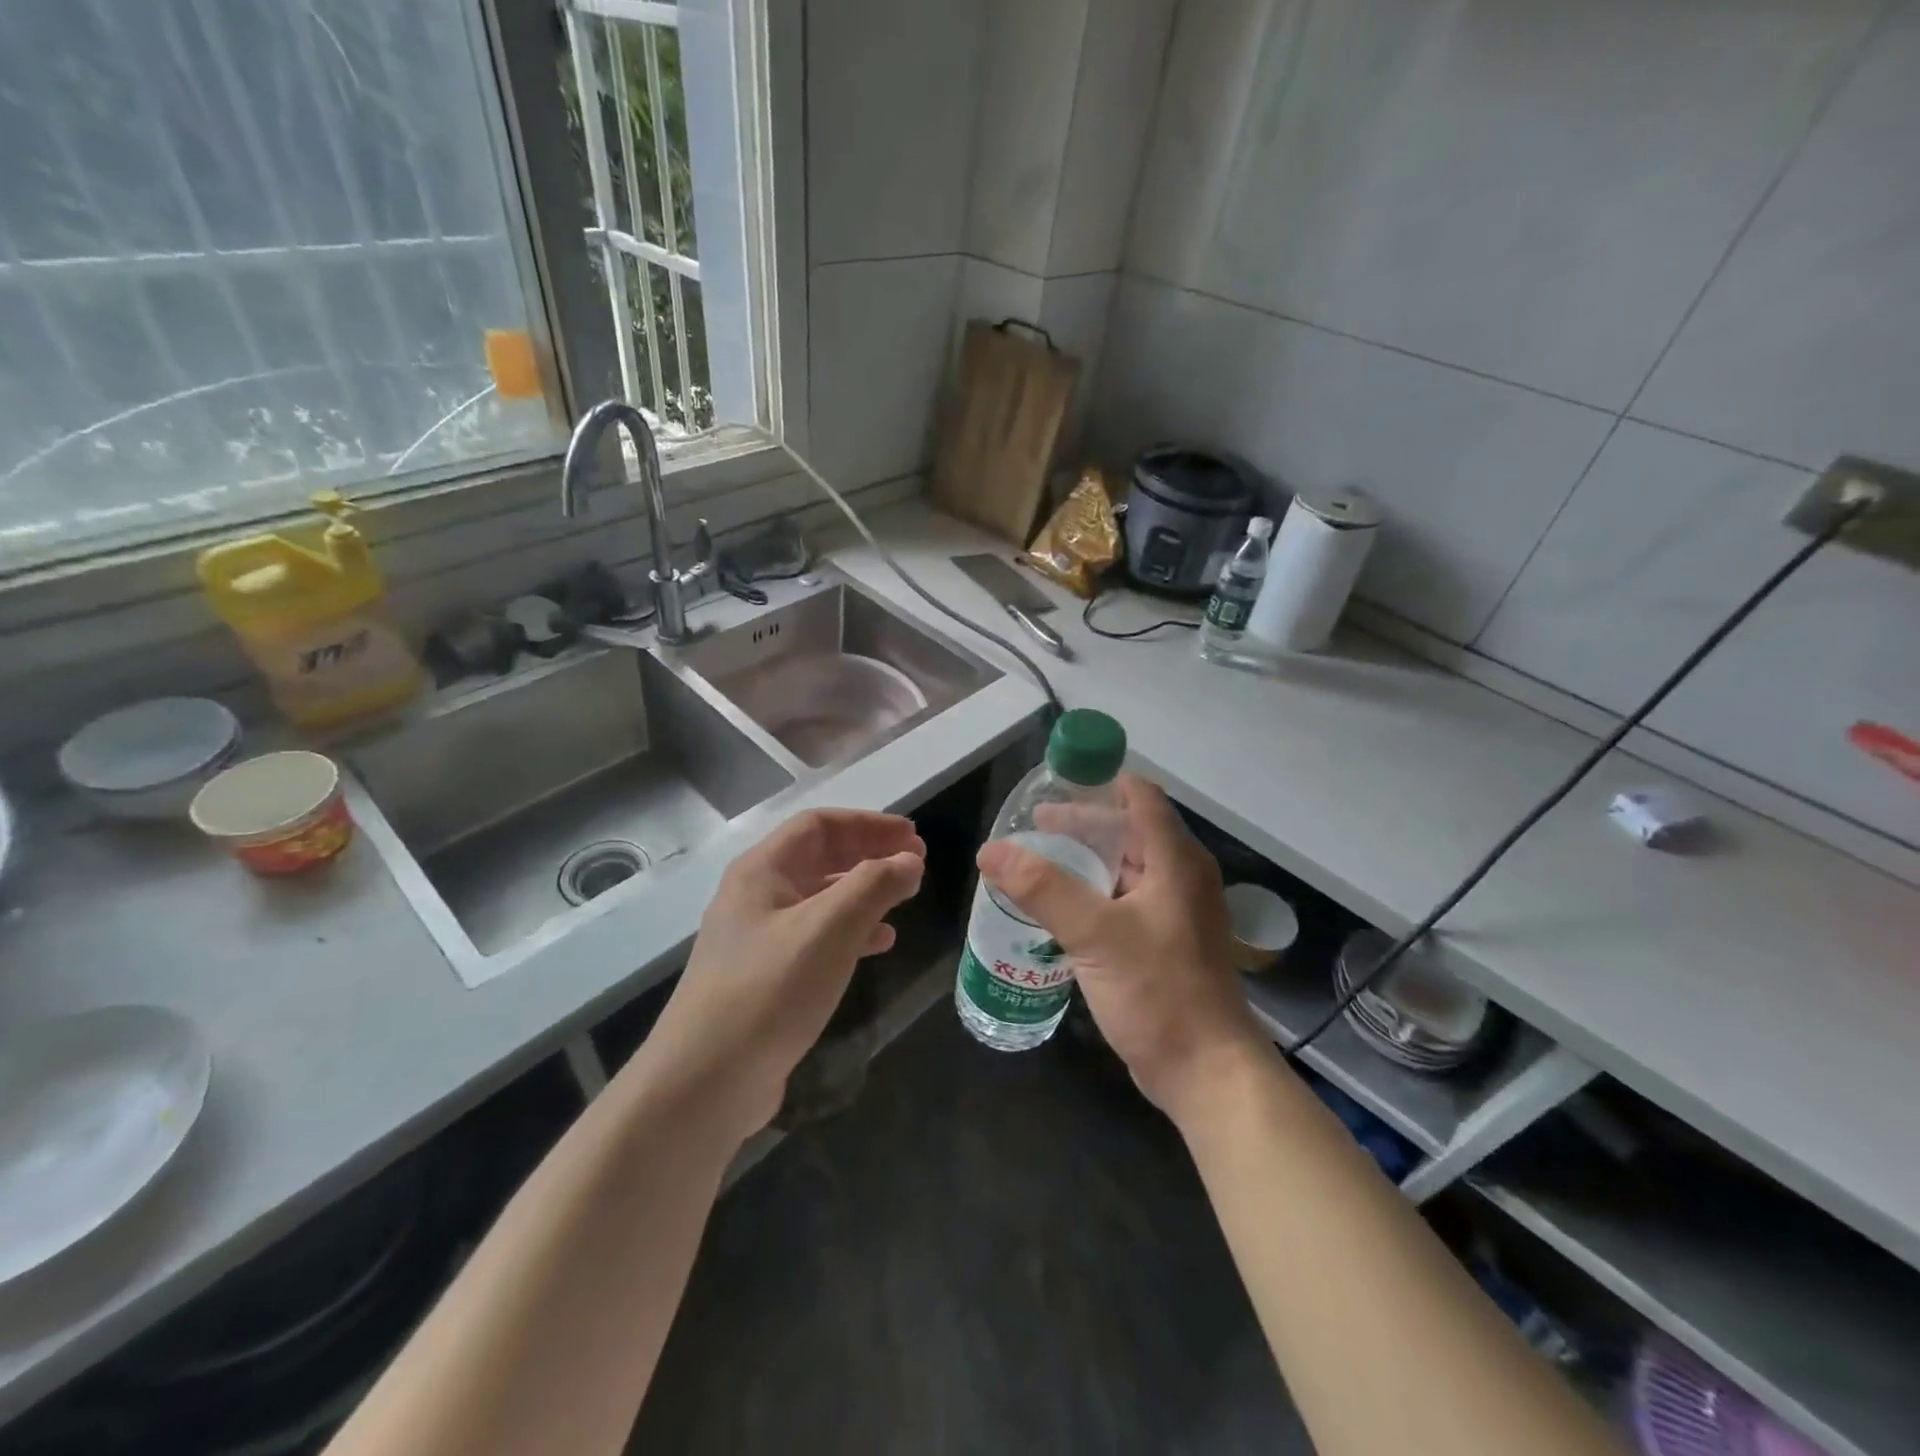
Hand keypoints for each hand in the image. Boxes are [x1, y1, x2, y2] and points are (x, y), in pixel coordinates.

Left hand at [642, 809, 924, 1139]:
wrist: (705, 1082)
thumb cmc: (770, 989)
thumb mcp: (830, 928)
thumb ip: (875, 886)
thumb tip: (910, 860)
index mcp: (762, 870)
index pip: (819, 825)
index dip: (868, 823)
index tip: (912, 836)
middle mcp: (756, 896)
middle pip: (819, 857)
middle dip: (869, 854)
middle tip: (915, 863)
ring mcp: (758, 938)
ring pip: (820, 898)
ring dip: (864, 892)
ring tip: (904, 899)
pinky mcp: (766, 977)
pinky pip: (816, 937)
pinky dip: (851, 931)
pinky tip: (878, 944)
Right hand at [976, 774, 1271, 1122]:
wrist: (1206, 1072)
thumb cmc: (1159, 993)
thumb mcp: (1095, 934)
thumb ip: (1042, 887)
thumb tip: (990, 850)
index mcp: (1176, 860)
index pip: (1139, 796)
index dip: (1098, 783)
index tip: (1052, 785)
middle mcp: (1181, 876)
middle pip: (1129, 829)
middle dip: (1081, 824)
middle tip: (1031, 827)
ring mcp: (1175, 911)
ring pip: (1125, 867)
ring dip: (1084, 860)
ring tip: (1037, 863)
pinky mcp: (1165, 942)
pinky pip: (1125, 900)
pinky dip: (1093, 892)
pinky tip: (1060, 908)